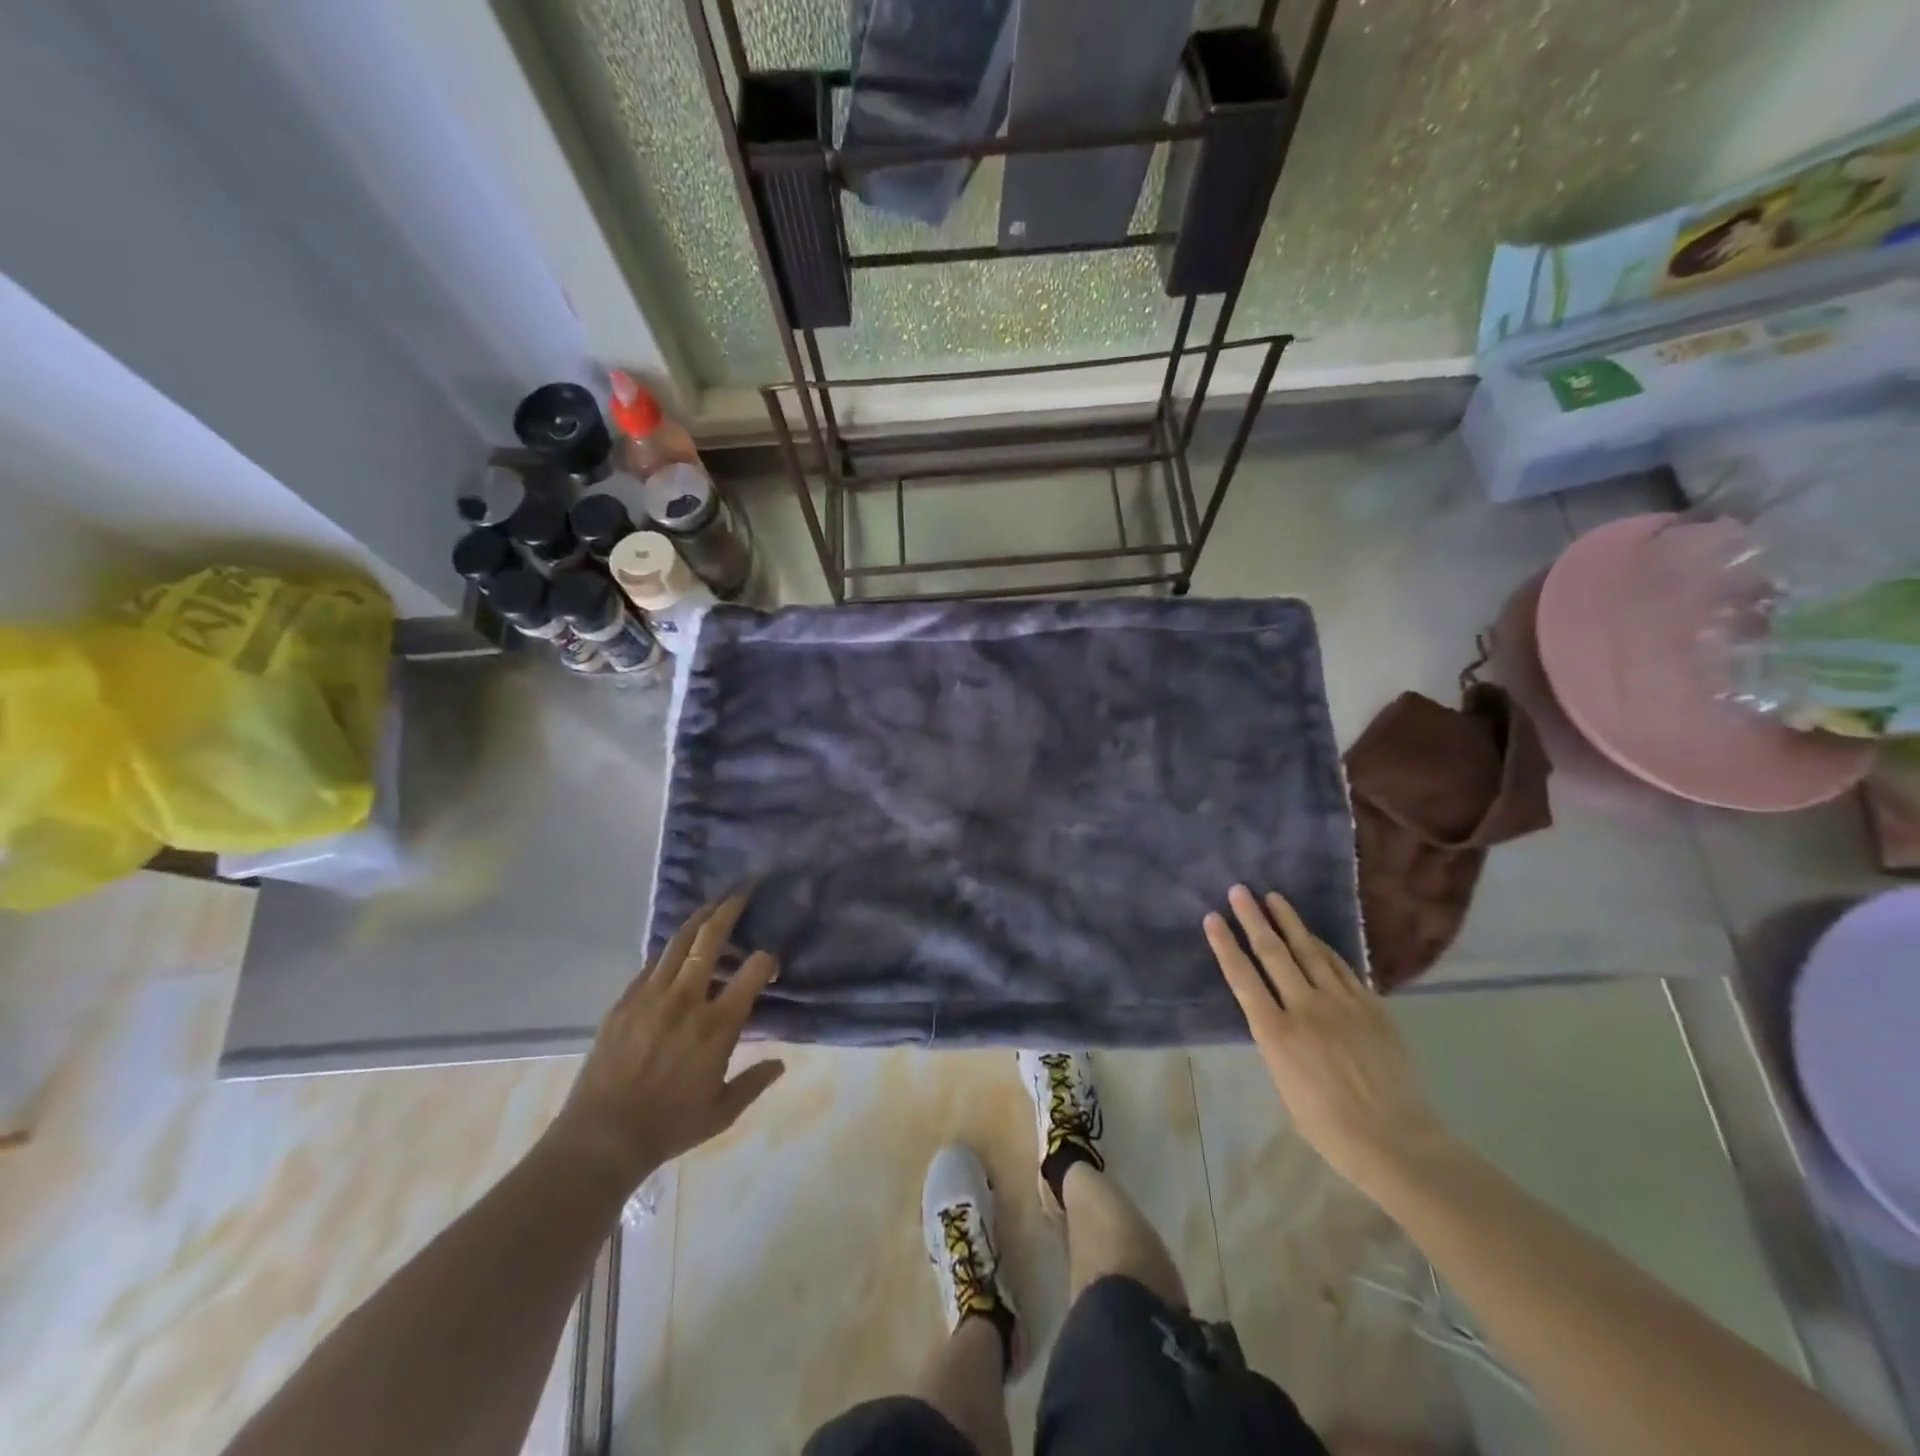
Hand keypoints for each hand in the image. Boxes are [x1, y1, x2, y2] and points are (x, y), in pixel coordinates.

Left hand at [549, 897, 784, 1189]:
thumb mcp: (723, 1112)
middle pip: (711, 940)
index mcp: (718, 1025)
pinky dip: (668, 951)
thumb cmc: (669, 1126)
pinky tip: (674, 949)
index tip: (769, 962)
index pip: (753, 971)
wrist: (602, 1137)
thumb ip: (755, 1082)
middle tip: (740, 895)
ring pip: (678, 943)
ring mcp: (651, 996)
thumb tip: (781, 1064)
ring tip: (710, 907)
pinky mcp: (624, 1001)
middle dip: (729, 912)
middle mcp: (687, 1000)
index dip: (766, 959)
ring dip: (697, 920)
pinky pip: (650, 964)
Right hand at [1204, 885, 1454, 1201]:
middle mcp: (1304, 1008)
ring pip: (1309, 951)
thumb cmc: (1330, 1127)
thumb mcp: (1285, 1085)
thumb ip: (1278, 1044)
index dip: (1225, 945)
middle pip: (1273, 953)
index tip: (1213, 917)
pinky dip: (1323, 948)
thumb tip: (1278, 1019)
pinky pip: (1341, 968)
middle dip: (1253, 918)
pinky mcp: (1371, 1007)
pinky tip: (1313, 936)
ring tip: (1274, 898)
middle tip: (1240, 890)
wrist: (1396, 1142)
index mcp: (1275, 1034)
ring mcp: (1341, 1004)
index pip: (1243, 977)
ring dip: (1289, 922)